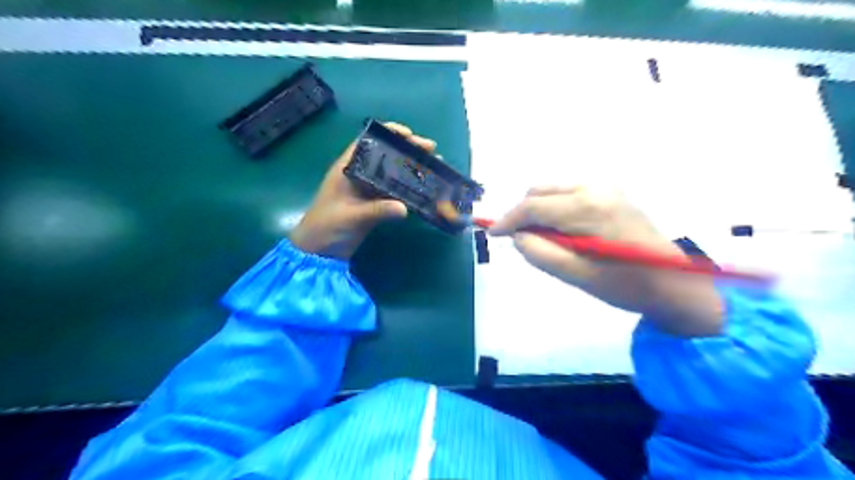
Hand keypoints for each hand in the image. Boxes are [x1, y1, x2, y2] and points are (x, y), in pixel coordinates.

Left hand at [291, 122, 436, 260]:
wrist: (319, 252)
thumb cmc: (327, 227)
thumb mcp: (351, 217)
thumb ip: (376, 211)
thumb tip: (404, 208)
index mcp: (348, 168)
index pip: (368, 141)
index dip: (389, 133)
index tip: (410, 134)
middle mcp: (360, 174)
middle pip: (386, 155)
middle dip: (408, 150)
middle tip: (431, 150)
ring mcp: (368, 189)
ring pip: (393, 172)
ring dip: (412, 168)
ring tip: (434, 165)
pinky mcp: (375, 204)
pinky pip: (395, 191)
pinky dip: (409, 188)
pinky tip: (425, 188)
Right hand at [487, 186, 720, 335]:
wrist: (675, 284)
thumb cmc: (625, 285)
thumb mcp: (577, 276)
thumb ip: (541, 254)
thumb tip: (518, 236)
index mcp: (587, 207)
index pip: (533, 206)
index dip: (508, 219)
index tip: (492, 233)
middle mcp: (595, 188)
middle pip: (540, 191)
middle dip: (523, 214)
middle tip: (521, 241)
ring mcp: (606, 187)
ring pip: (553, 190)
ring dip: (539, 211)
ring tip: (545, 239)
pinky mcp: (611, 193)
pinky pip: (569, 193)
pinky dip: (555, 208)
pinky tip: (564, 231)